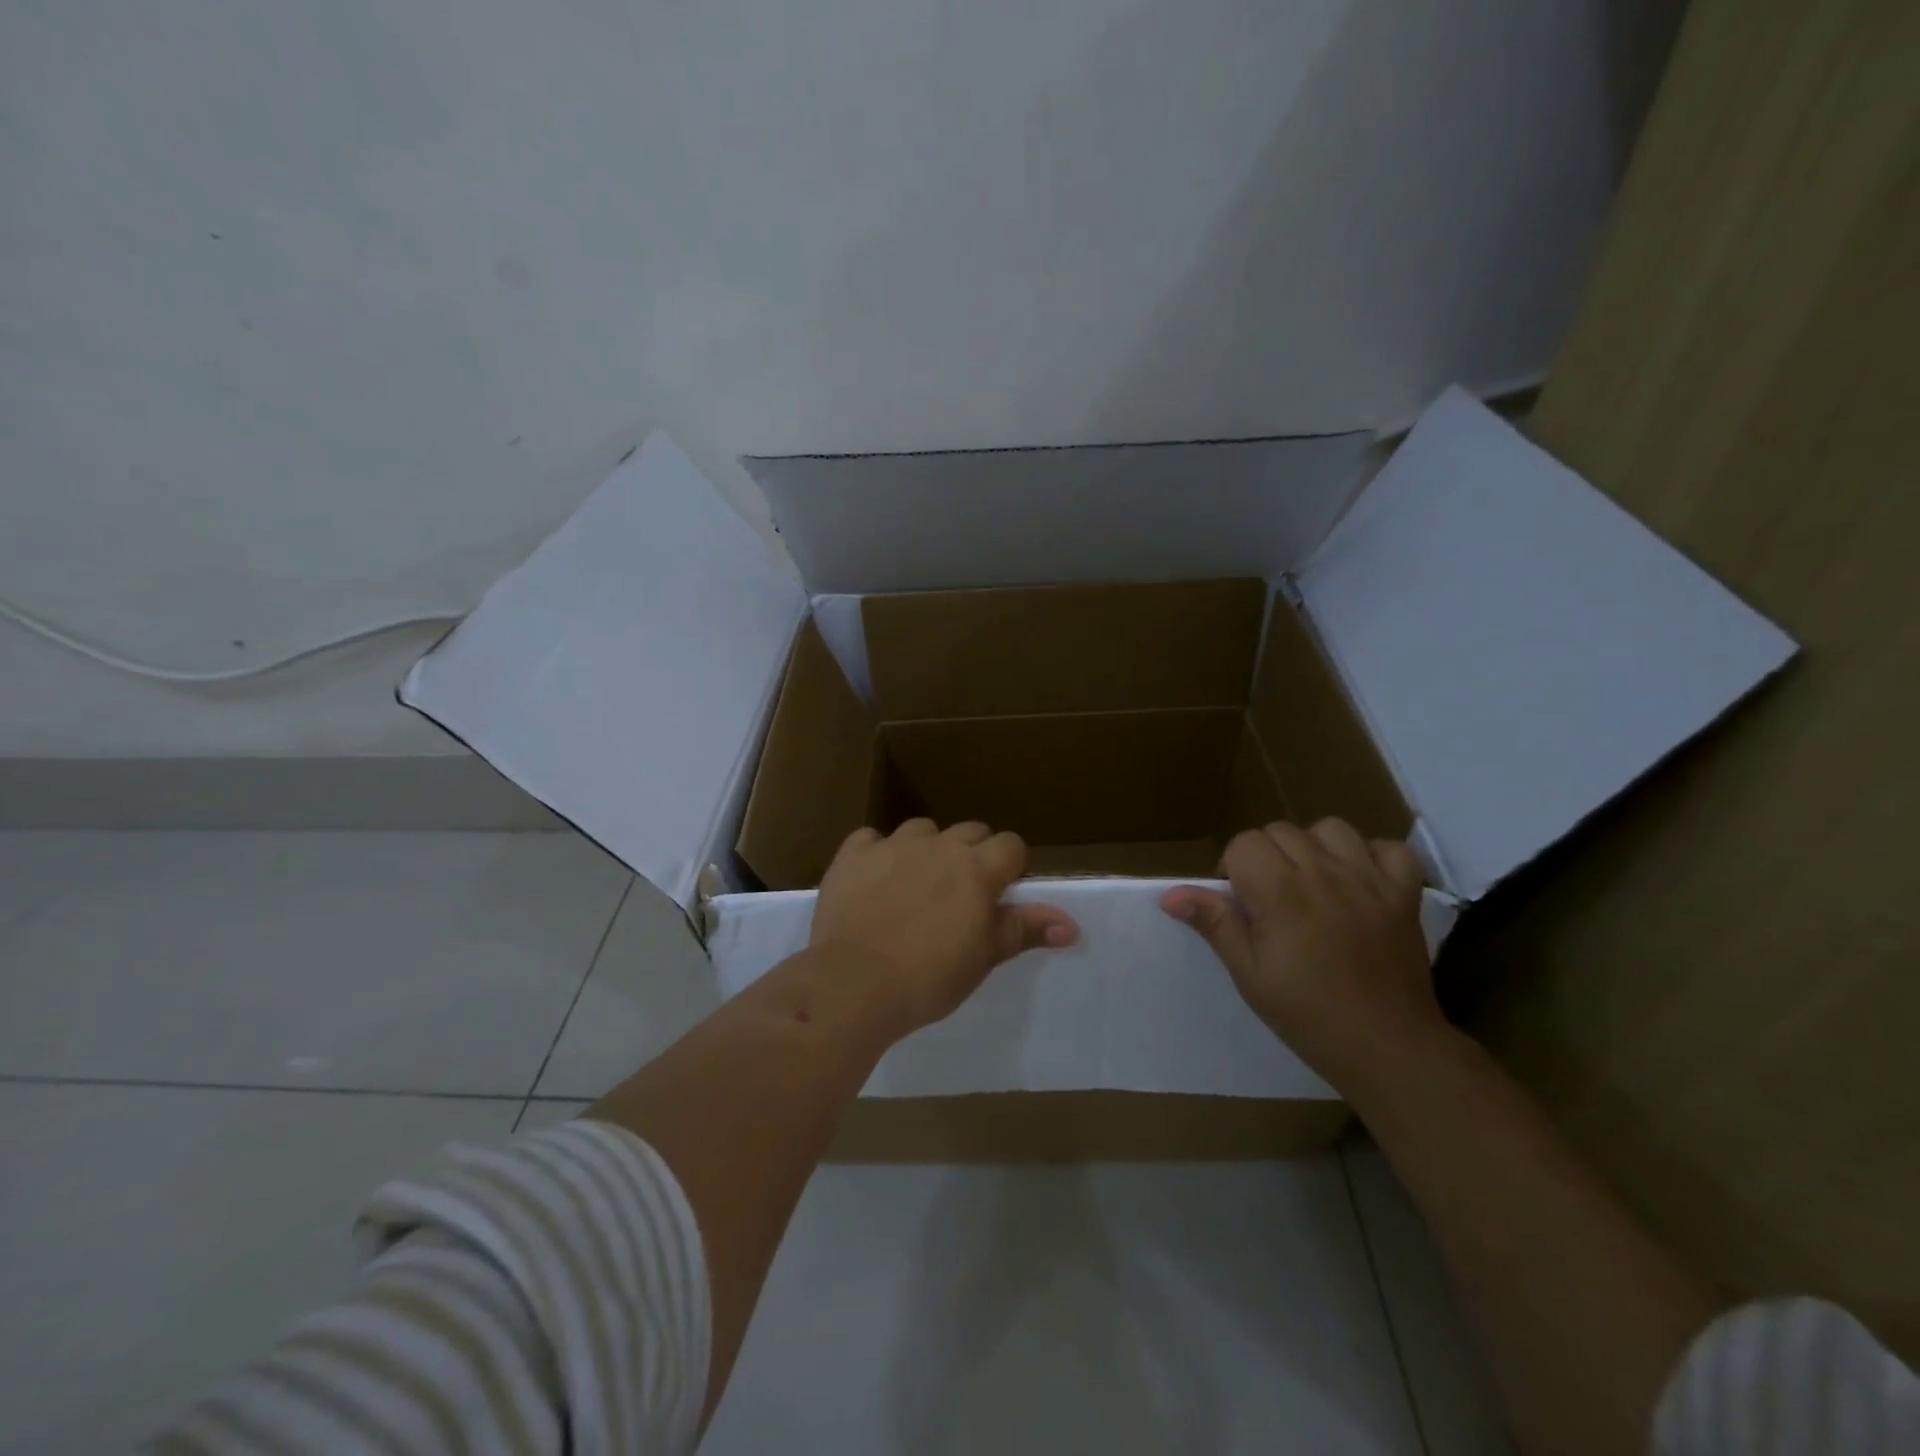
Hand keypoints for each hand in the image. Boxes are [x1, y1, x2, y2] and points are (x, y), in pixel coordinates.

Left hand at [810, 819, 1079, 1032]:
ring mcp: (893, 845)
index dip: (1010, 866)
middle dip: (973, 854)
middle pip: (970, 831)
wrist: (855, 983)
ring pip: (922, 830)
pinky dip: (876, 854)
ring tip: (916, 885)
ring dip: (927, 849)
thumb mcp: (984, 957)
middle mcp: (939, 846)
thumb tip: (1071, 924)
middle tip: (961, 895)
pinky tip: (872, 879)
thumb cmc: (929, 978)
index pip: (1011, 845)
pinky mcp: (853, 854)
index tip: (999, 894)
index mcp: (977, 869)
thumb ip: (1024, 930)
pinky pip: (870, 839)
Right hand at [1160, 818, 1441, 1089]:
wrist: (1388, 1048)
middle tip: (1270, 899)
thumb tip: (1170, 894)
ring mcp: (1370, 880)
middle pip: (1281, 831)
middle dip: (1267, 856)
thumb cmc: (1308, 1015)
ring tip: (1311, 883)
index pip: (1244, 843)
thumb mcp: (1249, 974)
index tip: (1240, 904)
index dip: (1233, 868)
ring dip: (1313, 847)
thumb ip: (1215, 923)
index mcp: (1282, 893)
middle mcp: (1325, 874)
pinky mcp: (1405, 894)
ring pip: (1331, 828)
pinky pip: (1391, 848)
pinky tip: (1360, 881)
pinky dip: (1372, 856)